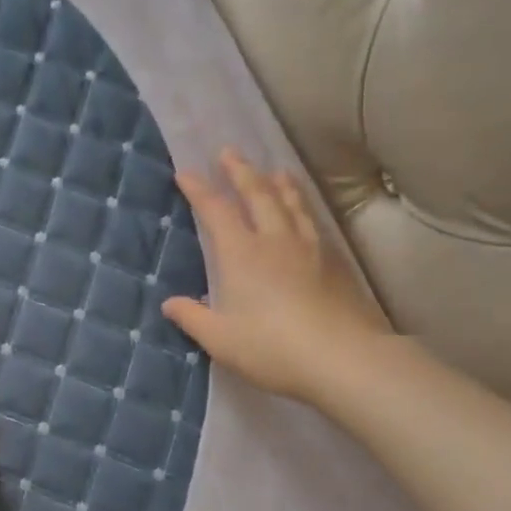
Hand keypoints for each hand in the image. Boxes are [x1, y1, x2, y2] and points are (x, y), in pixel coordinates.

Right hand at [162, 150, 389, 404]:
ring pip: (291, 203)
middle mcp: (274, 240)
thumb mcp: (220, 339)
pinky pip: (313, 221)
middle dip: (240, 171)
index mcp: (241, 254)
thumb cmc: (271, 348)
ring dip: (278, 184)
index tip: (185, 173)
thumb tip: (169, 303)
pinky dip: (303, 206)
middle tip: (229, 152)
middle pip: (257, 194)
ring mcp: (308, 248)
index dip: (199, 190)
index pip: (216, 211)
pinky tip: (305, 213)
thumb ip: (193, 318)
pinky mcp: (334, 262)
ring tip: (274, 171)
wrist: (341, 357)